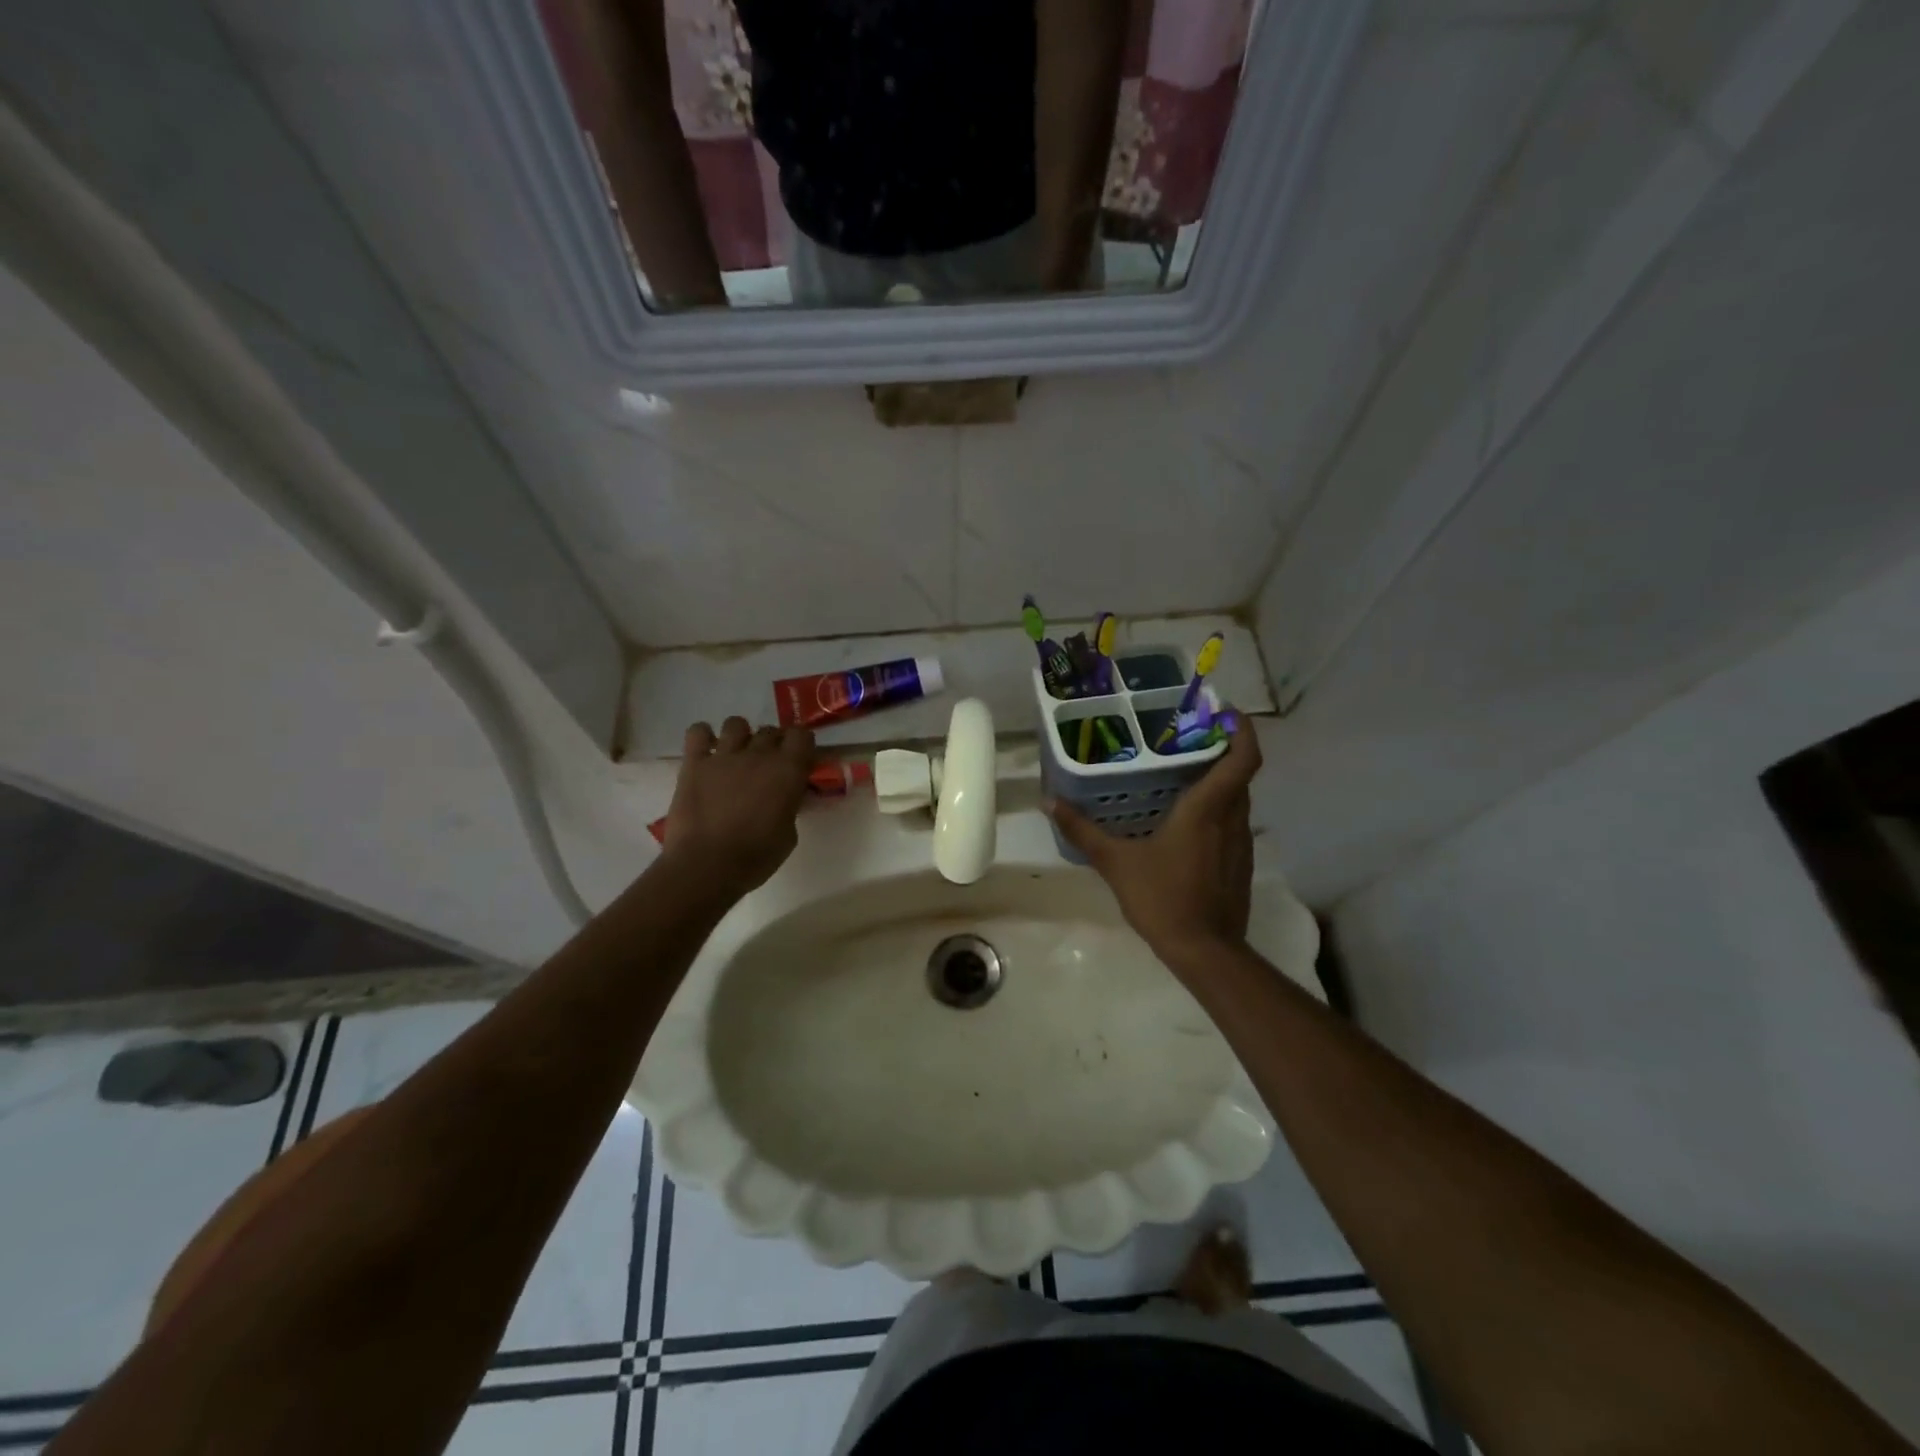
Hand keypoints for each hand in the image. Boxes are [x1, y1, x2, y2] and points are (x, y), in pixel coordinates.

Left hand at [661, 717, 814, 899]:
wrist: (707, 866)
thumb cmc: (756, 857)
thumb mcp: (788, 834)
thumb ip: (789, 807)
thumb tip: (786, 798)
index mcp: (788, 771)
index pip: (802, 735)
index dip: (801, 745)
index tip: (798, 760)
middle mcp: (759, 755)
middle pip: (771, 731)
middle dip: (772, 744)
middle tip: (767, 766)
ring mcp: (724, 756)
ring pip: (736, 723)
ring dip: (740, 736)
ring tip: (736, 755)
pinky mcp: (695, 763)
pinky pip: (698, 732)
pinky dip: (703, 736)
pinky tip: (707, 751)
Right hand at [1046, 719, 1262, 961]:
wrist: (1205, 951)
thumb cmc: (1162, 898)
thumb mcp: (1115, 862)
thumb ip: (1082, 830)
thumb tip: (1049, 801)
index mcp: (1207, 808)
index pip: (1243, 756)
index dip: (1241, 729)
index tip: (1223, 710)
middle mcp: (1232, 818)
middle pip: (1239, 772)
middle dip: (1220, 749)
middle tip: (1185, 738)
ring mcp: (1241, 842)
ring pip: (1237, 798)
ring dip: (1218, 780)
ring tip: (1181, 774)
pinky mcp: (1240, 862)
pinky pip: (1233, 822)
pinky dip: (1217, 809)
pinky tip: (1185, 821)